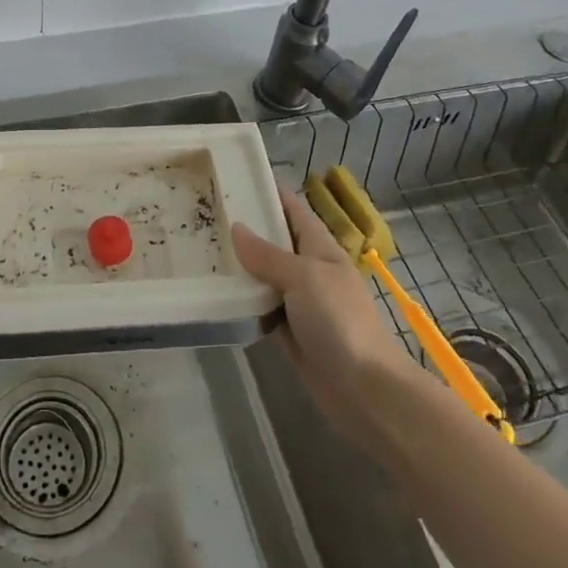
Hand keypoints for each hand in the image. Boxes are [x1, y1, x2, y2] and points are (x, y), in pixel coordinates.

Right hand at [232, 186, 430, 453]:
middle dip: (246, 228)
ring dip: (241, 265)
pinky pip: (262, 307)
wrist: (365, 389)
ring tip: (202, 247)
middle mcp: (309, 270)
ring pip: (265, 275)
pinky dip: (244, 300)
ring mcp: (300, 302)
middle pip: (275, 241)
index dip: (269, 192)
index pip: (292, 209)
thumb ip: (268, 255)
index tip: (236, 177)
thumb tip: (236, 228)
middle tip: (206, 213)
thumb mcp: (303, 277)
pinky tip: (216, 292)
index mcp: (320, 247)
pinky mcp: (290, 332)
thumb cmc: (340, 321)